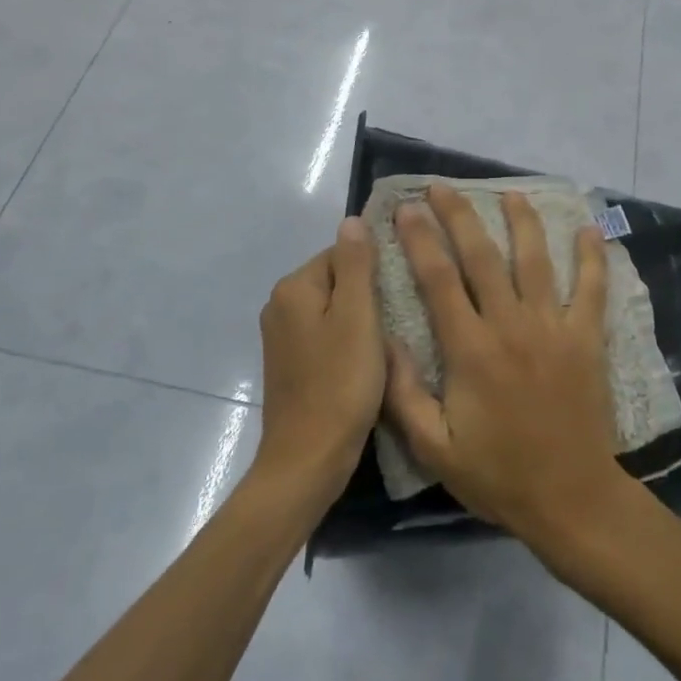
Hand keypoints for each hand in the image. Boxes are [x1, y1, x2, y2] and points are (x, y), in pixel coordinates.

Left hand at [253, 217, 385, 500]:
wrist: (308, 461)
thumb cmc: (340, 385)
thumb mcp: (358, 317)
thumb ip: (356, 264)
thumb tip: (352, 220)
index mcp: (294, 288)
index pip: (342, 254)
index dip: (375, 271)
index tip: (400, 294)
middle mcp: (280, 305)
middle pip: (337, 280)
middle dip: (368, 296)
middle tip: (398, 320)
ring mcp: (282, 337)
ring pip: (334, 310)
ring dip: (361, 321)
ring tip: (388, 343)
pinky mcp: (290, 364)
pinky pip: (326, 336)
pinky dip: (347, 343)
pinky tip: (367, 363)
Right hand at [383, 184, 623, 544]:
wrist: (570, 500)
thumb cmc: (498, 474)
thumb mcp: (434, 448)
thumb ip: (403, 394)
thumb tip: (384, 339)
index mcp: (470, 350)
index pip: (439, 280)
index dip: (420, 240)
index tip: (406, 209)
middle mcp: (510, 326)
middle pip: (481, 256)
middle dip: (459, 216)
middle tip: (441, 187)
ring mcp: (553, 328)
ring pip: (535, 260)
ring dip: (521, 222)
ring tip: (510, 193)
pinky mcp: (587, 339)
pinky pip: (591, 289)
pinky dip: (592, 257)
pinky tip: (589, 228)